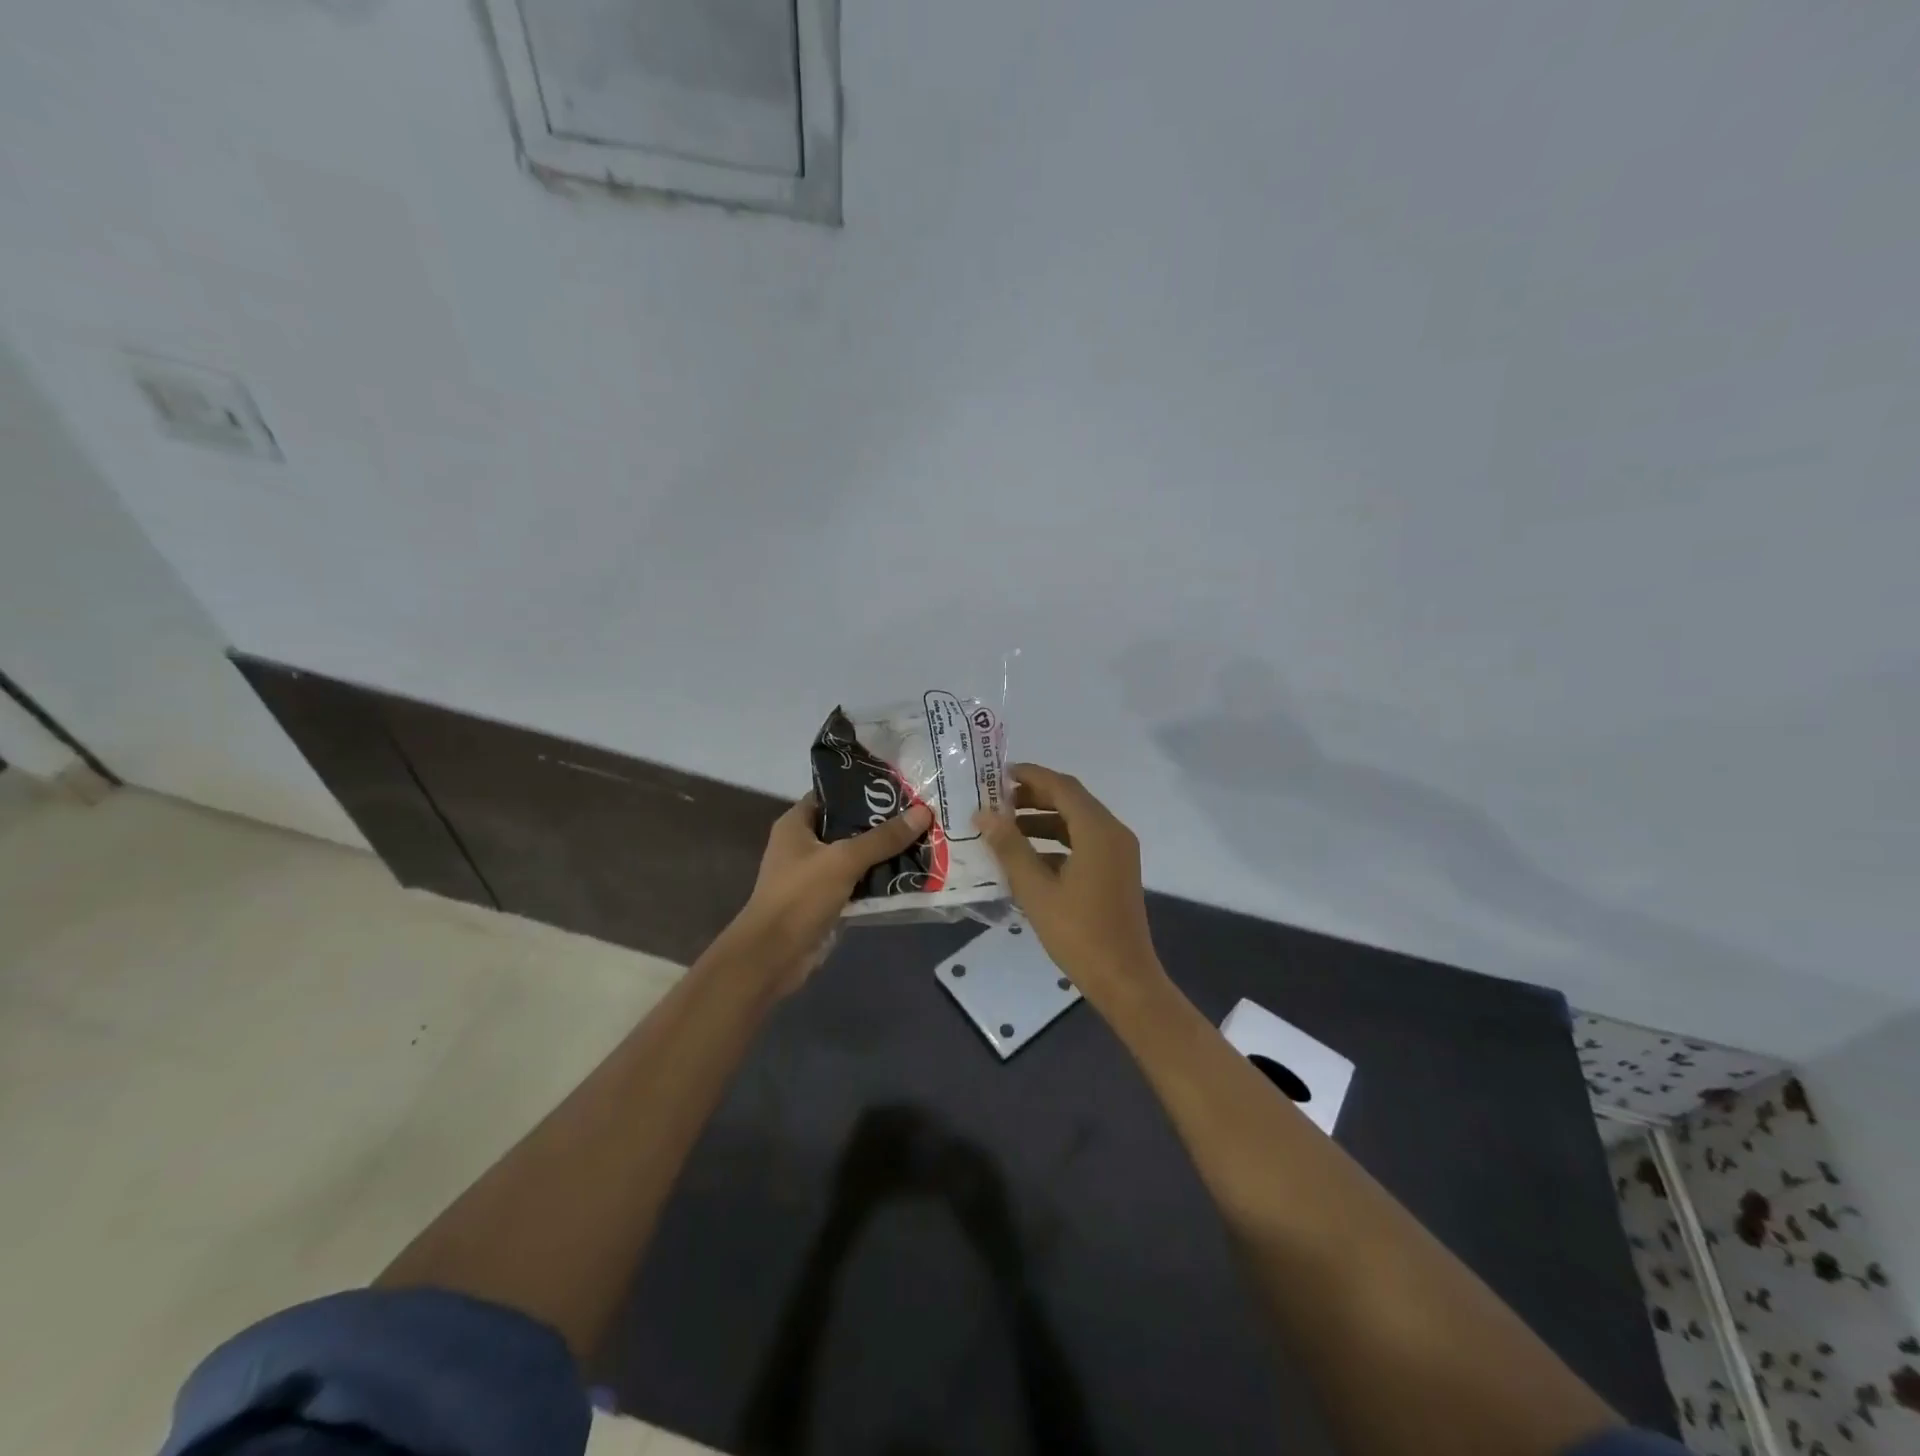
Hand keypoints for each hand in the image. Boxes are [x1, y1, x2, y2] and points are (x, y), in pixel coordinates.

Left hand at [721, 795, 931, 992]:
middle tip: (921, 814)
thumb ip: (883, 838)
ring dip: (885, 854)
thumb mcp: (844, 860)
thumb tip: (924, 812)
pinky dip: (880, 882)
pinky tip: (912, 876)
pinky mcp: (827, 902)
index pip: (833, 795)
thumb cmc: (800, 896)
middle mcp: (804, 845)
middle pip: (849, 826)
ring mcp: (815, 876)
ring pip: (857, 857)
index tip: (900, 787)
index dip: (863, 789)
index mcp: (797, 824)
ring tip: (924, 841)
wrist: (773, 956)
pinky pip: (859, 884)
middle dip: (883, 824)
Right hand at [973, 762, 1166, 1003]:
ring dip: (1043, 820)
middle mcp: (1113, 833)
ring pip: (1077, 822)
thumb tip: (984, 814)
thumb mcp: (1035, 889)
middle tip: (996, 801)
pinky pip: (1084, 842)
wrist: (1124, 978)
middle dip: (1034, 797)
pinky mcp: (1116, 871)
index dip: (1030, 776)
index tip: (998, 775)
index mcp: (1098, 831)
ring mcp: (1118, 853)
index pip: (1062, 786)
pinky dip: (1056, 842)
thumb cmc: (1078, 933)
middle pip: (1071, 800)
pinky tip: (1027, 857)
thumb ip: (1009, 847)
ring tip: (1005, 828)